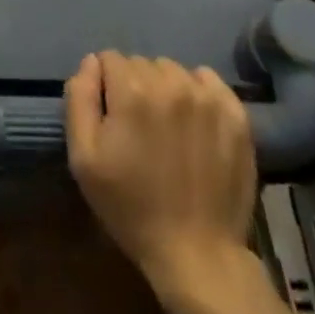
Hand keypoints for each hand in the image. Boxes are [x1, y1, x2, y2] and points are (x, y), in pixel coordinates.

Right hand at [65, 52, 255, 292]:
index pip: (109, 59)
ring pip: (172, 70)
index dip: (106, 87)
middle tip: (140, 128)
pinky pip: (207, 79)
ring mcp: (206, 96)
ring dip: (165, 89)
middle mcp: (170, 82)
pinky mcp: (234, 112)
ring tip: (168, 128)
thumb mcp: (84, 159)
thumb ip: (80, 98)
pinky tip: (194, 123)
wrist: (197, 254)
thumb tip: (91, 62)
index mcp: (131, 90)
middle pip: (141, 63)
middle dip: (134, 86)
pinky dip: (197, 92)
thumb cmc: (132, 208)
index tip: (112, 119)